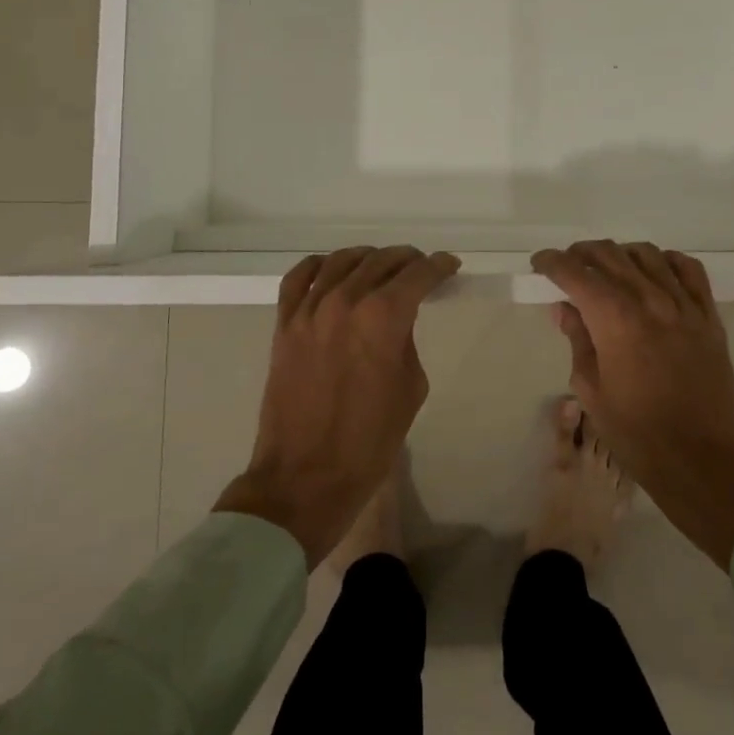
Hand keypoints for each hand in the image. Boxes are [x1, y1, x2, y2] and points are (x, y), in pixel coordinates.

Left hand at [214, 247, 460, 566]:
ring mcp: (310, 310)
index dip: (438, 266)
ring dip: (368, 258)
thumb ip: (406, 340)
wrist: (306, 476)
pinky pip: (299, 278)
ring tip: (381, 266)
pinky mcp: (284, 324)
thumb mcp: (410, 387)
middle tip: (420, 269)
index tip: (449, 266)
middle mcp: (346, 301)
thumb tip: (398, 320)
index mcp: (383, 317)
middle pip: (381, 261)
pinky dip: (319, 266)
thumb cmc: (370, 440)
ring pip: (342, 260)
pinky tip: (332, 269)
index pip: (418, 275)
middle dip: (408, 260)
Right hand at [531, 241, 733, 568]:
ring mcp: (684, 306)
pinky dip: (667, 260)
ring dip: (620, 253)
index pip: (575, 273)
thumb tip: (564, 308)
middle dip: (581, 253)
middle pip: (610, 255)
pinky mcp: (709, 317)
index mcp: (614, 320)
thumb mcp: (592, 392)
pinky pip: (689, 270)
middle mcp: (649, 300)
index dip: (552, 262)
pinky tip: (655, 271)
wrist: (705, 462)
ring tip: (608, 267)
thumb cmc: (638, 434)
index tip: (540, 263)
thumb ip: (578, 341)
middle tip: (567, 264)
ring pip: (648, 255)